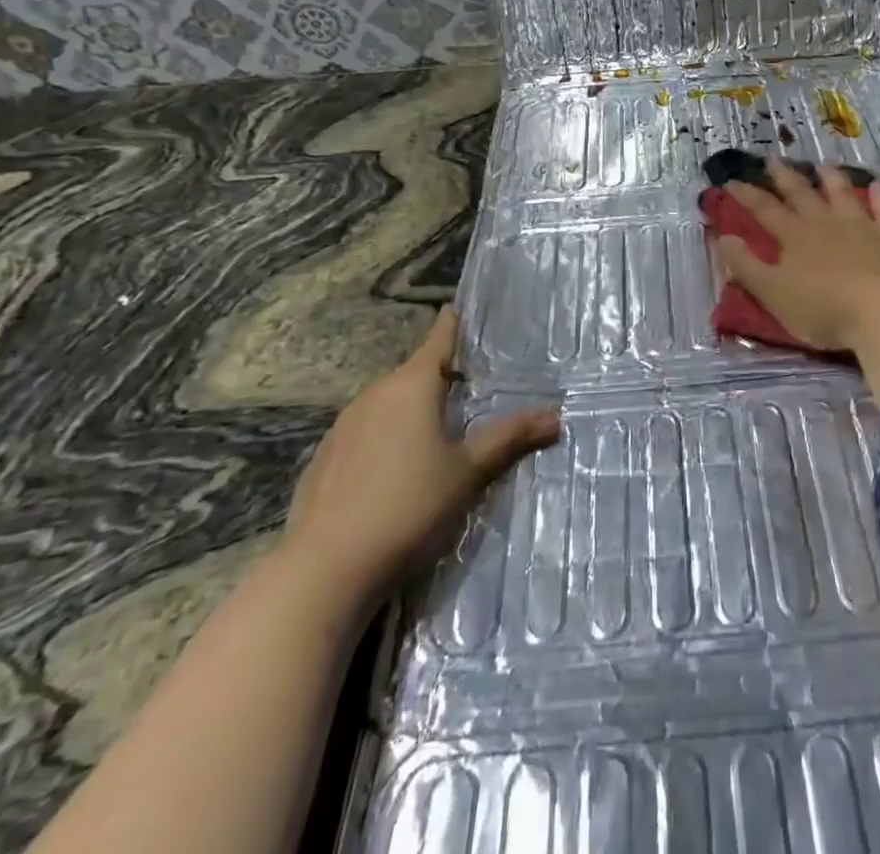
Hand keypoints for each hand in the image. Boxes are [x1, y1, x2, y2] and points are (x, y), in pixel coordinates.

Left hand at [279, 307, 558, 611]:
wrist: (324, 571)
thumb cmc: (408, 508)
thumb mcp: (468, 473)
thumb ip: (509, 438)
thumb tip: (556, 415)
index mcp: (411, 386)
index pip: (438, 339)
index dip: (453, 323)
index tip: (460, 307)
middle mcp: (374, 395)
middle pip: (413, 372)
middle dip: (439, 375)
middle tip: (469, 386)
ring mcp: (343, 427)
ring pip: (386, 403)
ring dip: (410, 408)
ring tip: (435, 430)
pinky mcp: (323, 459)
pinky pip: (363, 432)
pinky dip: (383, 436)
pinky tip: (392, 470)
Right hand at [716, 159, 879, 404]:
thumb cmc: (823, 308)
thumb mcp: (772, 293)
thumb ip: (746, 265)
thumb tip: (723, 237)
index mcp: (794, 236)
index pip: (764, 209)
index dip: (746, 195)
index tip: (731, 180)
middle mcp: (826, 223)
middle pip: (801, 194)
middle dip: (785, 176)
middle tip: (773, 159)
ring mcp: (862, 226)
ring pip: (843, 194)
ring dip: (832, 178)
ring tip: (824, 163)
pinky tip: (879, 185)